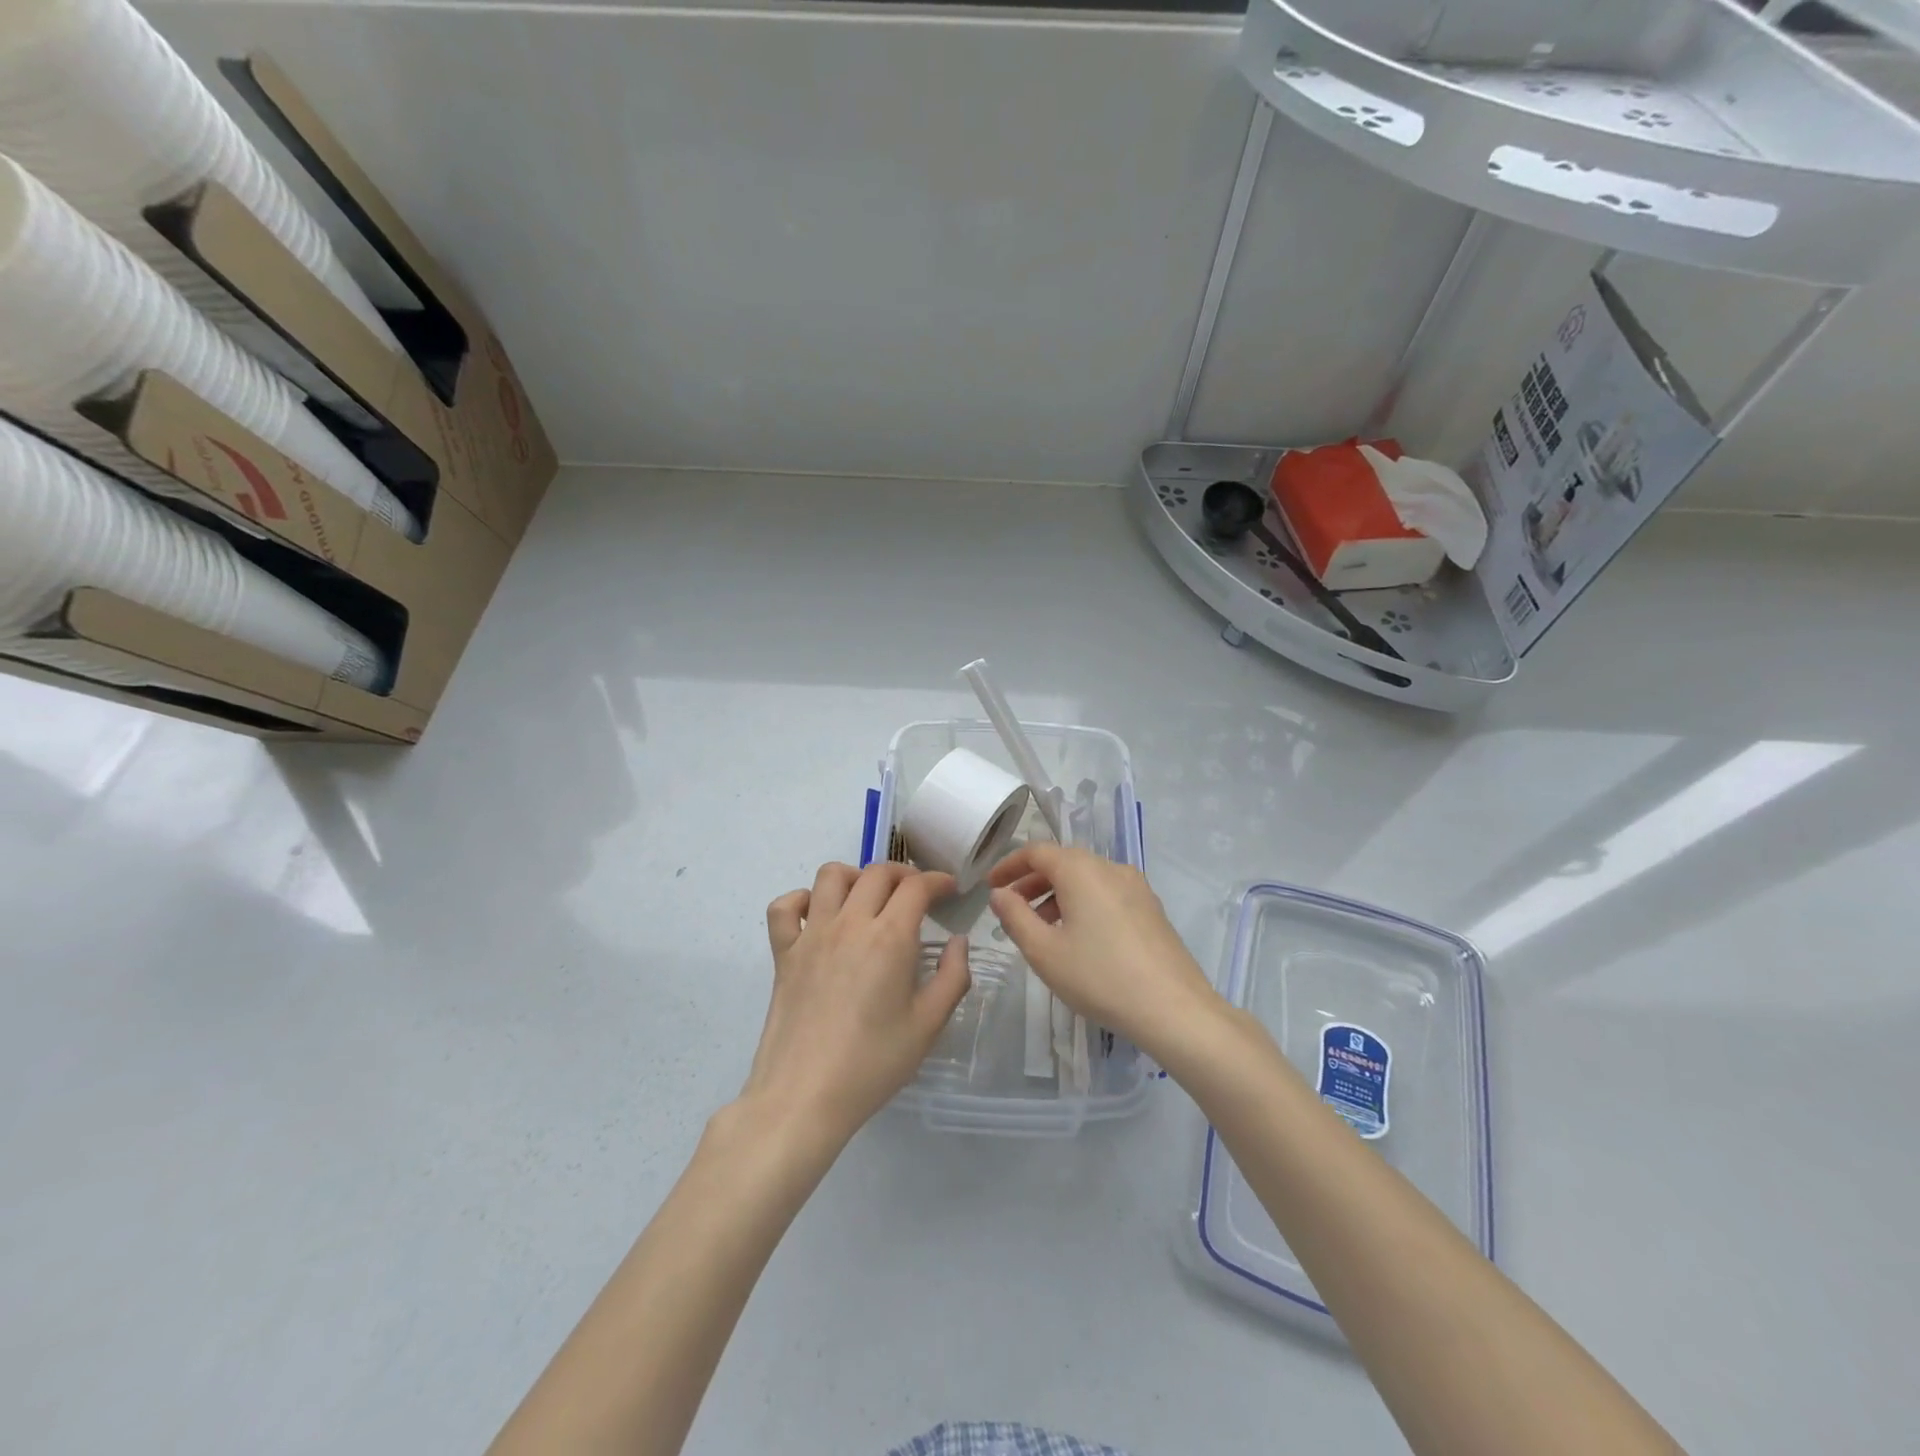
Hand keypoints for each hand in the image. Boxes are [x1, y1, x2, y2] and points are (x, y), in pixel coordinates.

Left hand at [740, 861, 969, 1146]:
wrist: (804, 1097)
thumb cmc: (873, 1064)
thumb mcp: (928, 1026)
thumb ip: (952, 977)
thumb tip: (958, 942)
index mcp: (890, 937)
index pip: (917, 886)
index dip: (938, 880)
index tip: (950, 890)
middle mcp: (850, 923)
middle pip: (877, 873)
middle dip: (905, 874)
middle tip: (917, 895)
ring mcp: (811, 935)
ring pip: (830, 875)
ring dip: (856, 876)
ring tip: (869, 898)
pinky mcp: (783, 953)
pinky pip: (784, 907)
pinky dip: (801, 900)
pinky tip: (817, 916)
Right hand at [987, 843, 1219, 1057]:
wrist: (1174, 1009)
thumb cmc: (1100, 977)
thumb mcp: (1044, 951)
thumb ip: (1014, 916)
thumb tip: (999, 893)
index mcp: (1081, 870)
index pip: (1036, 851)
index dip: (1008, 866)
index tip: (989, 887)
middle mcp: (1110, 867)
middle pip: (1063, 862)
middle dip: (1032, 881)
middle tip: (1010, 909)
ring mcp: (1136, 886)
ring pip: (1086, 879)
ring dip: (1057, 895)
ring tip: (1041, 929)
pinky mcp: (1151, 908)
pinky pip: (1106, 893)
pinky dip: (1083, 904)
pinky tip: (1078, 938)